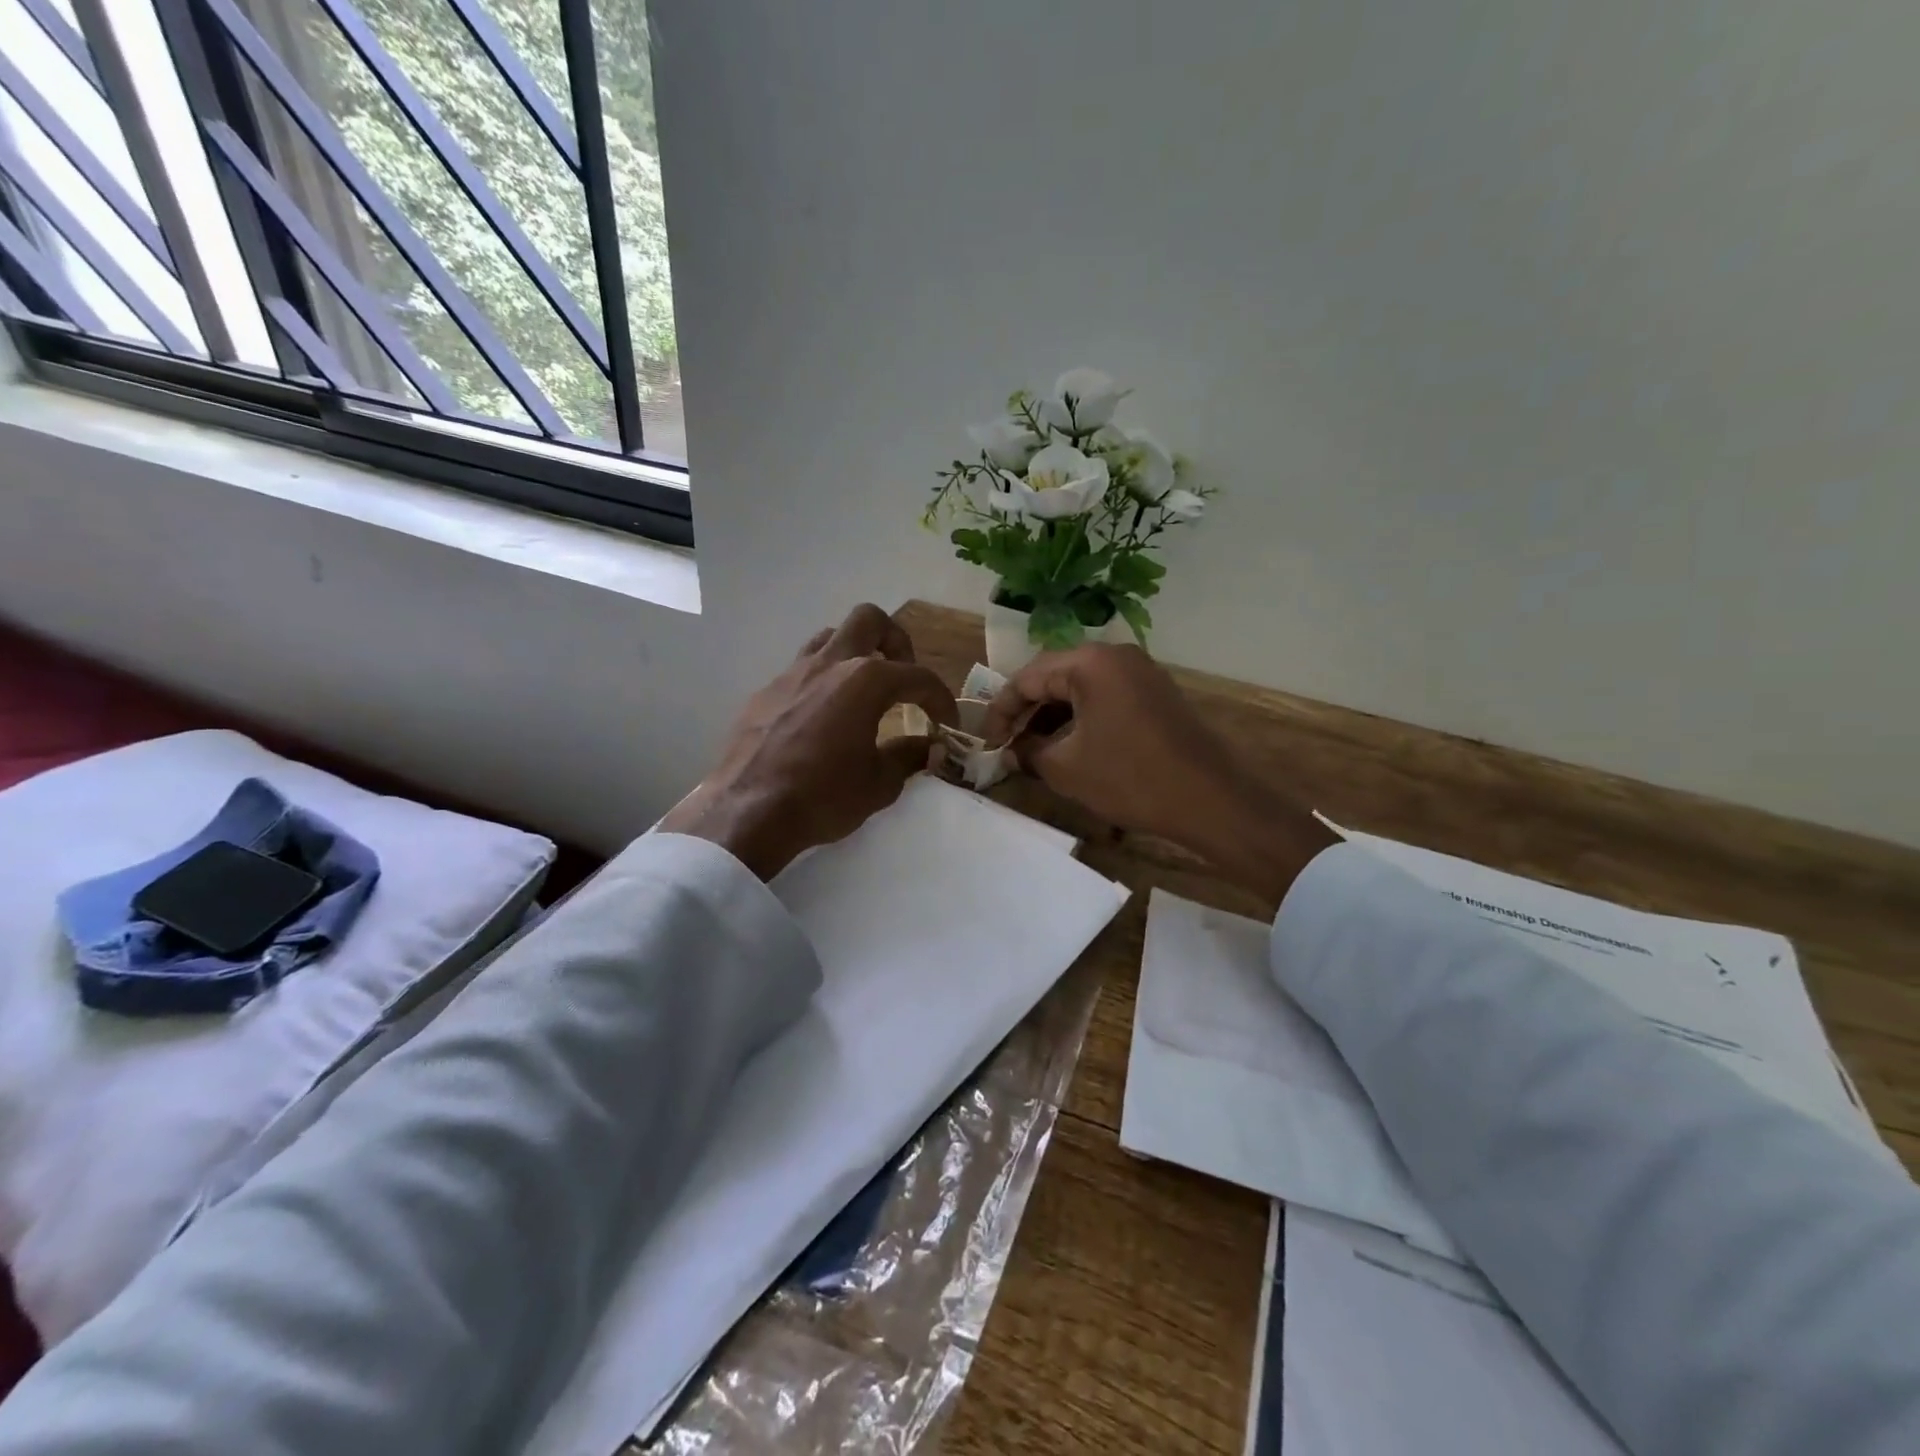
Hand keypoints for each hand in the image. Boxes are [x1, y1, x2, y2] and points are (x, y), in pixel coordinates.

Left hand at [660, 605, 957, 878]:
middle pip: (870, 620)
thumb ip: (909, 756)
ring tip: (862, 690)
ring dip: (854, 654)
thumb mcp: (880, 784)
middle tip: (901, 677)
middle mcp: (830, 663)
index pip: (918, 676)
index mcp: (865, 680)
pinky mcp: (765, 692)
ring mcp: (792, 673)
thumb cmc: (823, 796)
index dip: (941, 699)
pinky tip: (822, 718)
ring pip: (830, 637)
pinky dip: (822, 682)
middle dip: (895, 641)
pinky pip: (801, 670)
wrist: (748, 811)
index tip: (946, 723)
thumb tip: (928, 747)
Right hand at [982, 644, 1336, 905]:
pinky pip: (1105, 696)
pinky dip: (1081, 717)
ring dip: (1053, 716)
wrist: (1211, 800)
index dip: (1001, 710)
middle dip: (1026, 711)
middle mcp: (1115, 655)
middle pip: (1054, 676)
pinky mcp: (1155, 692)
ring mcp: (1140, 671)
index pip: (1027, 677)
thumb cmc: (1131, 779)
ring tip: (1033, 750)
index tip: (985, 740)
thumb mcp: (1067, 769)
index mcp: (1090, 663)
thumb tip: (1011, 750)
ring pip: (1080, 687)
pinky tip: (1070, 746)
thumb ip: (1029, 753)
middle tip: (1006, 744)